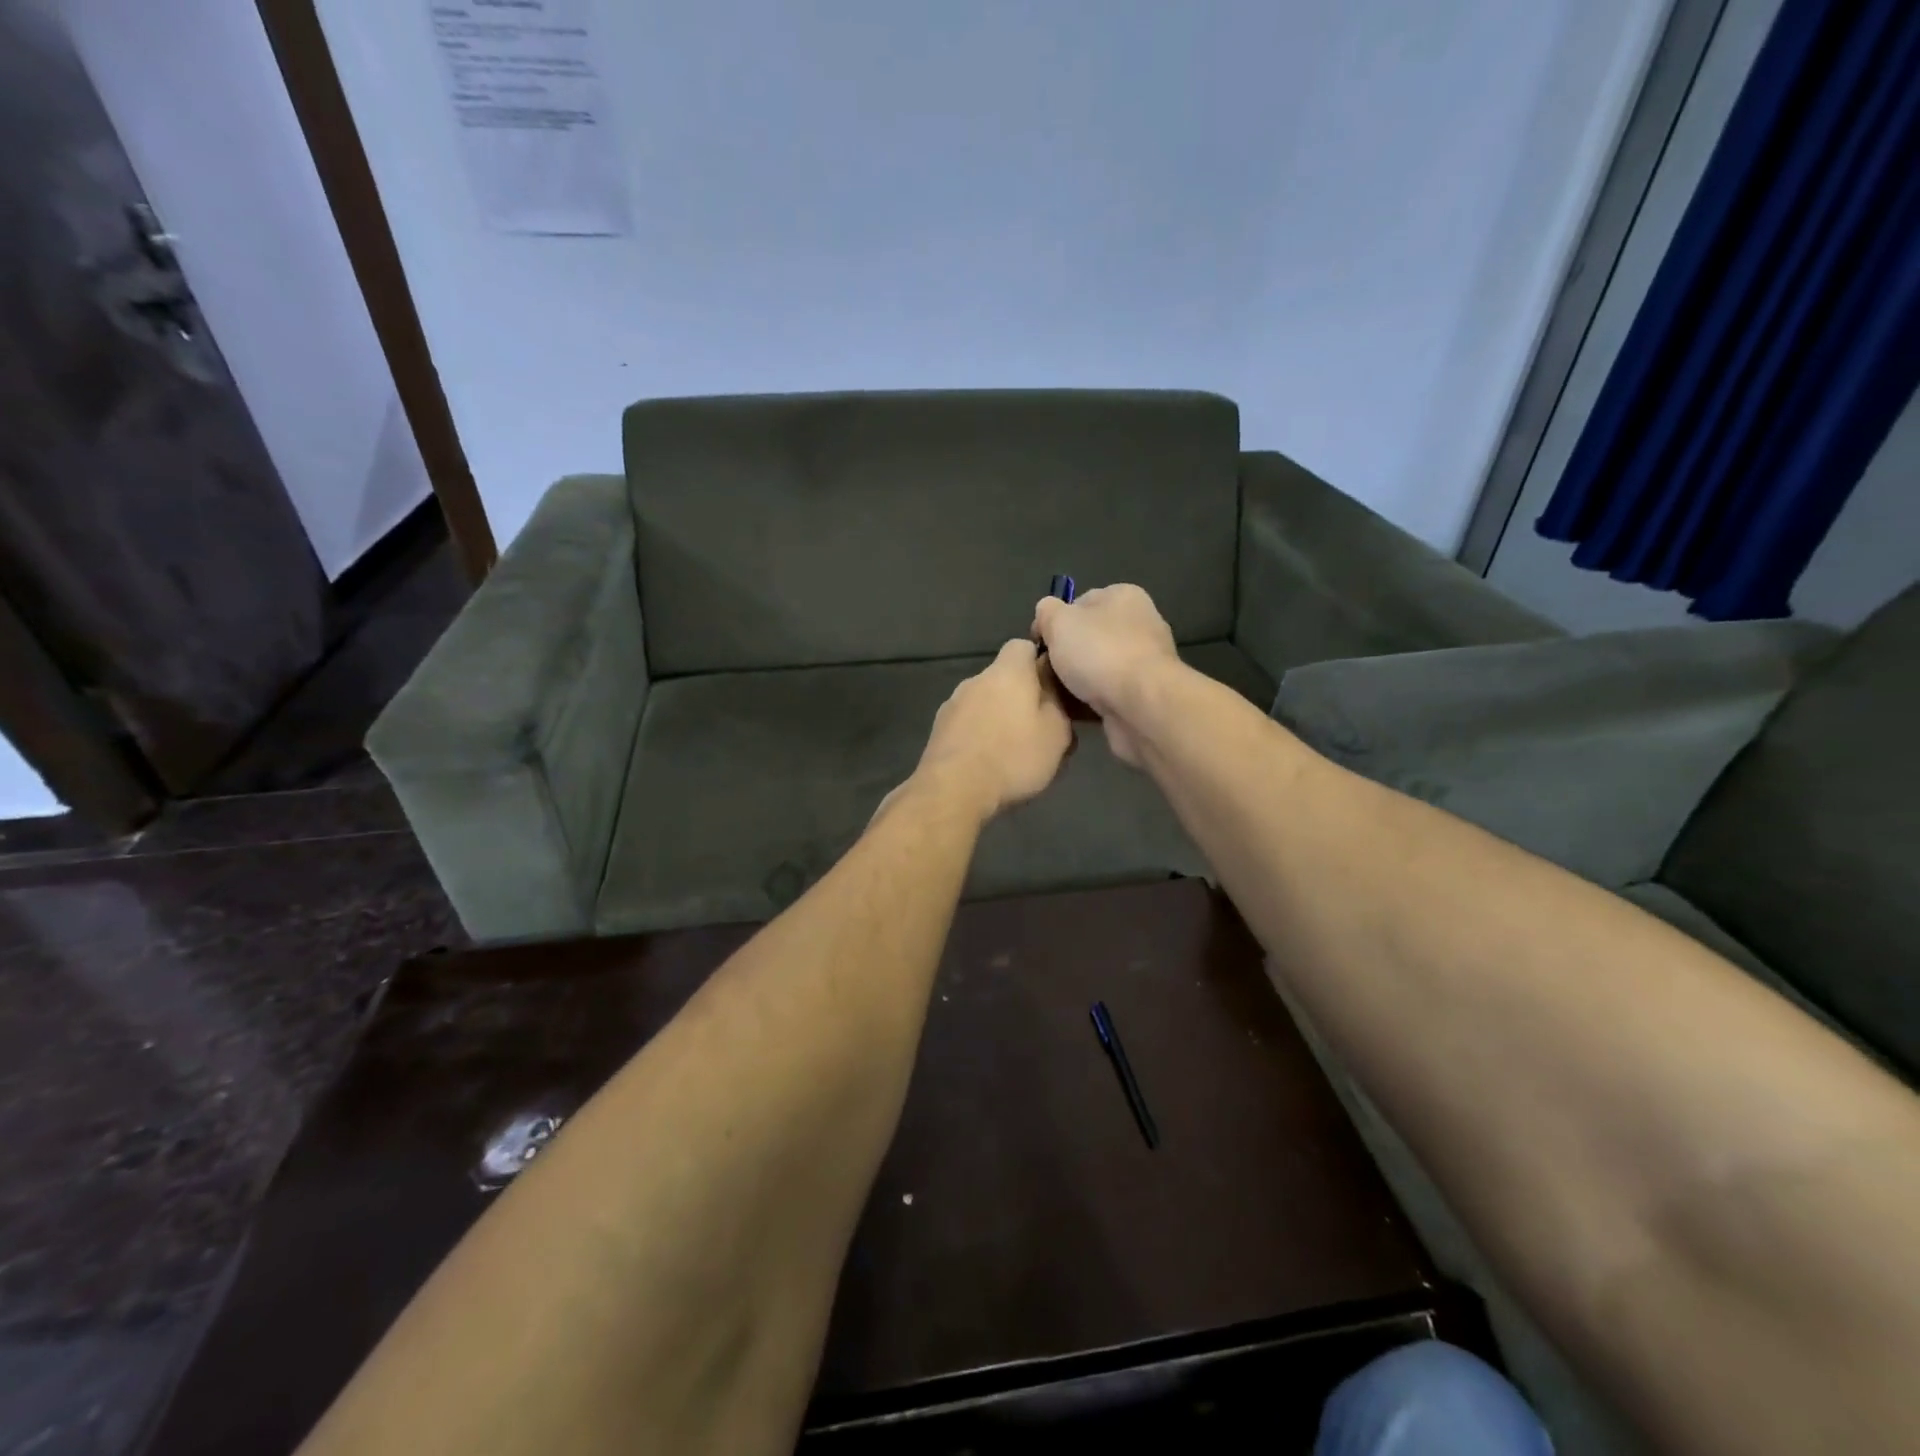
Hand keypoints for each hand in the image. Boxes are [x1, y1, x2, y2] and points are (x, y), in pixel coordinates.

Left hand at [908, 639, 1074, 822]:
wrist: (954, 790)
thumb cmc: (1014, 757)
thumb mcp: (1057, 733)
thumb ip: (1059, 704)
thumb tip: (1053, 687)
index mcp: (1007, 672)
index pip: (1023, 646)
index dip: (1039, 662)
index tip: (1053, 687)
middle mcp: (976, 680)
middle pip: (1004, 678)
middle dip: (1021, 697)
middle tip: (1040, 729)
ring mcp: (953, 704)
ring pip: (985, 703)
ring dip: (999, 719)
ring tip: (1014, 752)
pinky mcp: (939, 730)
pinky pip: (968, 725)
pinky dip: (980, 736)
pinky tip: (989, 764)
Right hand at [1031, 584, 1180, 766]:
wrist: (1141, 706)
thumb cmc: (1100, 653)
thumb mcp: (1059, 620)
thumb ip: (1046, 611)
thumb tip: (1045, 617)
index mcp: (1124, 597)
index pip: (1080, 602)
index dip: (1055, 622)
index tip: (1038, 644)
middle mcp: (1139, 625)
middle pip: (1088, 638)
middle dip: (1064, 656)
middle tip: (1042, 672)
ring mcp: (1143, 663)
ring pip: (1095, 669)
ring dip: (1073, 683)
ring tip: (1050, 695)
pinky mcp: (1143, 695)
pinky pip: (1105, 695)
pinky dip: (1087, 703)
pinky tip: (1068, 712)